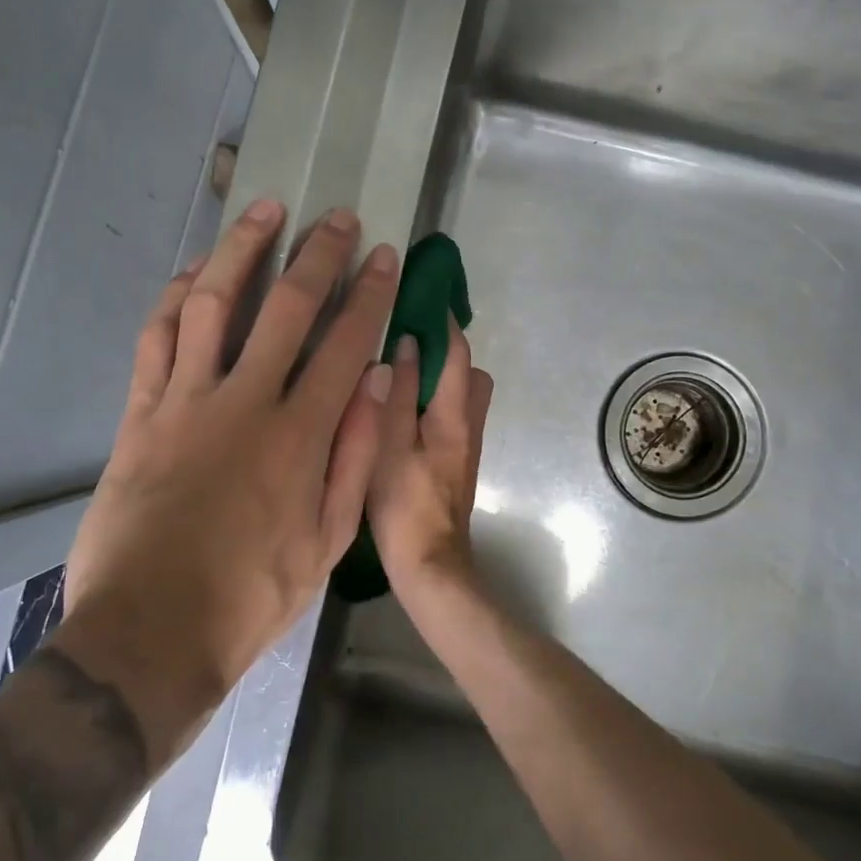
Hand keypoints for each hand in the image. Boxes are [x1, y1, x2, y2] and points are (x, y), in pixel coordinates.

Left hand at [54, 198, 398, 752]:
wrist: (149, 634)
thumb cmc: (252, 595)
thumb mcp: (330, 540)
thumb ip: (356, 454)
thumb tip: (377, 379)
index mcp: (299, 436)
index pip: (345, 342)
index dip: (368, 293)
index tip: (382, 256)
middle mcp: (244, 402)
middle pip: (286, 307)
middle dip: (317, 254)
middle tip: (336, 218)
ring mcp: (185, 402)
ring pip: (213, 303)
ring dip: (241, 250)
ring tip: (265, 209)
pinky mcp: (140, 413)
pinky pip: (157, 338)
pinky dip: (175, 296)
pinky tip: (193, 271)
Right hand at [367, 319, 493, 594]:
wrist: (430, 565)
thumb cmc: (404, 505)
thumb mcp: (390, 445)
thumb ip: (398, 394)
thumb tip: (407, 344)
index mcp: (453, 415)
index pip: (458, 353)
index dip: (445, 322)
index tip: (426, 295)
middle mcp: (469, 424)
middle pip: (470, 373)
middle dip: (447, 351)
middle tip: (407, 341)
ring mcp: (467, 446)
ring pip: (464, 396)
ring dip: (442, 377)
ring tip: (402, 375)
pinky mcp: (459, 463)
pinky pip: (454, 416)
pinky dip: (437, 401)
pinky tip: (404, 412)